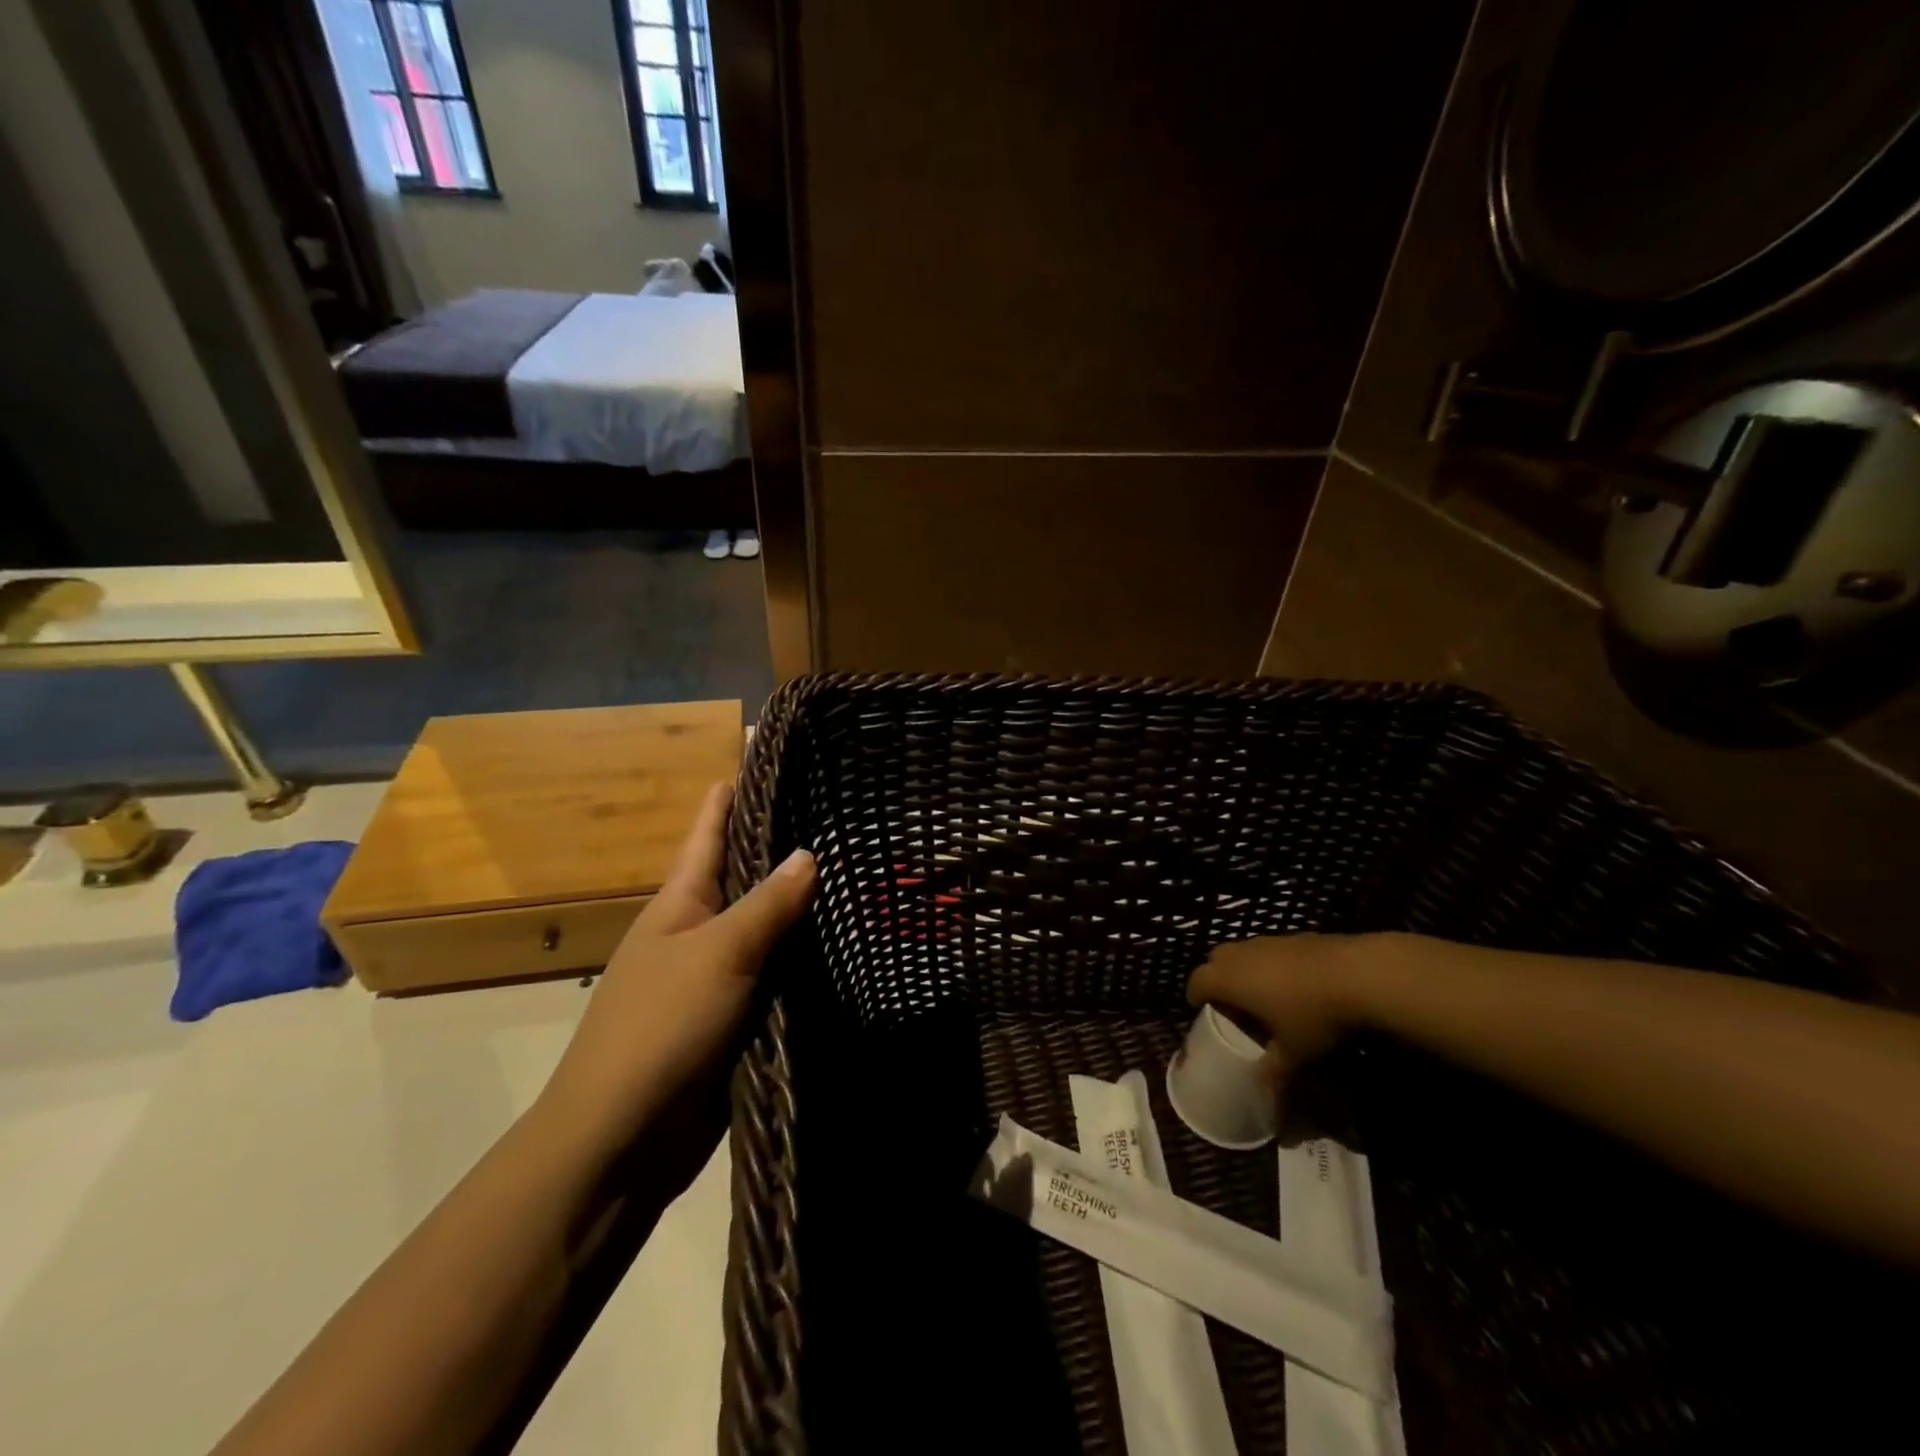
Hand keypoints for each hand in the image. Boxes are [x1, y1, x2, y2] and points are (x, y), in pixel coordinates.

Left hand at [538, 782, 815, 1156]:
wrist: (622, 1140)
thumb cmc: (660, 1027)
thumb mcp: (719, 954)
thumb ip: (768, 905)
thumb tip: (810, 853)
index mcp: (682, 900)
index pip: (712, 826)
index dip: (740, 788)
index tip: (781, 755)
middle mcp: (700, 928)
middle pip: (747, 872)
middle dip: (788, 844)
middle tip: (845, 811)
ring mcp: (719, 973)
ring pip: (769, 925)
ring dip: (805, 904)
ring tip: (860, 869)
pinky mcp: (738, 1014)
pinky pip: (779, 972)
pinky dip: (807, 956)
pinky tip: (848, 941)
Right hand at [1186, 933, 1381, 1089]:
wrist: (1360, 974)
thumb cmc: (1313, 1016)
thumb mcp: (1293, 1054)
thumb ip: (1274, 1074)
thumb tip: (1266, 1100)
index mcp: (1229, 979)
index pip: (1197, 982)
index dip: (1196, 996)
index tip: (1203, 1010)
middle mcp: (1242, 954)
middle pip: (1216, 960)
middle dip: (1219, 979)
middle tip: (1233, 1004)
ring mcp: (1270, 940)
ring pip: (1245, 952)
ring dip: (1246, 969)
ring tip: (1265, 995)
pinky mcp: (1297, 935)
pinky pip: (1272, 949)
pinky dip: (1273, 964)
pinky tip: (1297, 984)